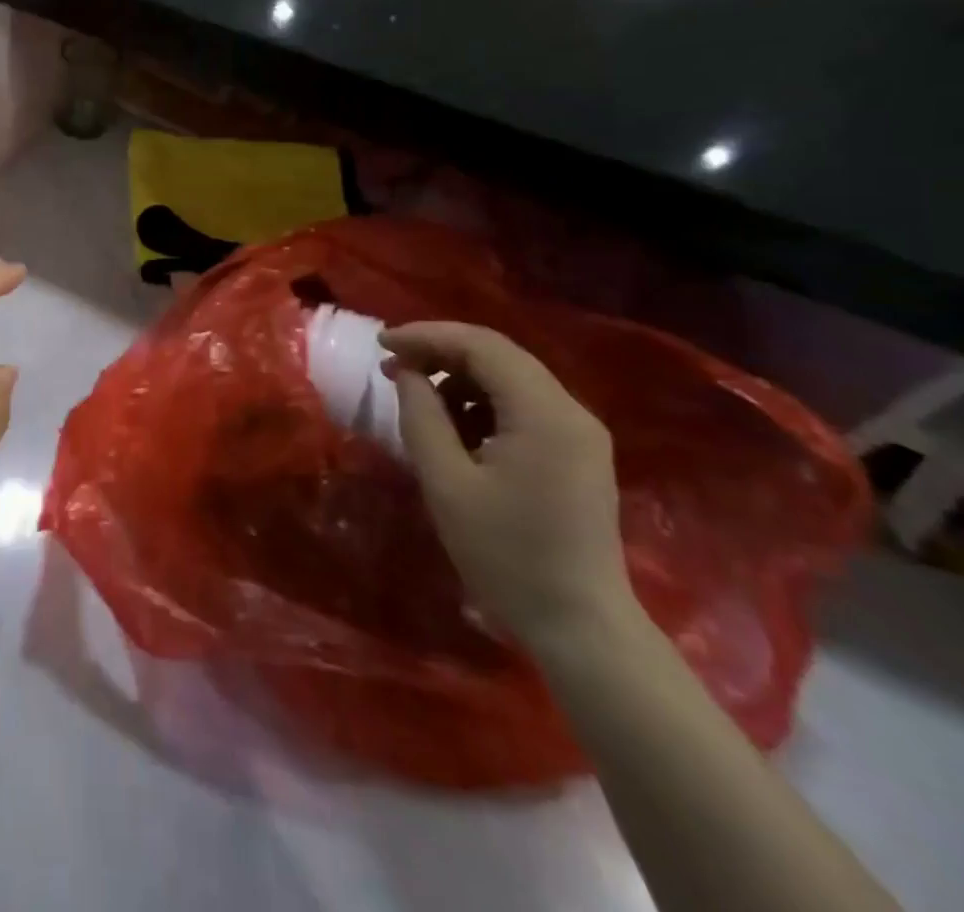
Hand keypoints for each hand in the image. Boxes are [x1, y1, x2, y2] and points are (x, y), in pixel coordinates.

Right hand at [381, 321, 638, 656]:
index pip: (482, 346)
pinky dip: (481, 403)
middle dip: (440, 353)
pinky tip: (453, 427)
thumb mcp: (446, 483)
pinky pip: (522, 407)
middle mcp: (571, 411)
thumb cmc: (506, 556)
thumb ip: (422, 416)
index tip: (382, 344)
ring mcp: (578, 433)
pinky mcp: (576, 453)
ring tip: (416, 397)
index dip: (427, 335)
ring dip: (459, 378)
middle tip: (392, 366)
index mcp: (545, 413)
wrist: (581, 629)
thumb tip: (408, 374)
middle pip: (499, 356)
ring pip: (510, 379)